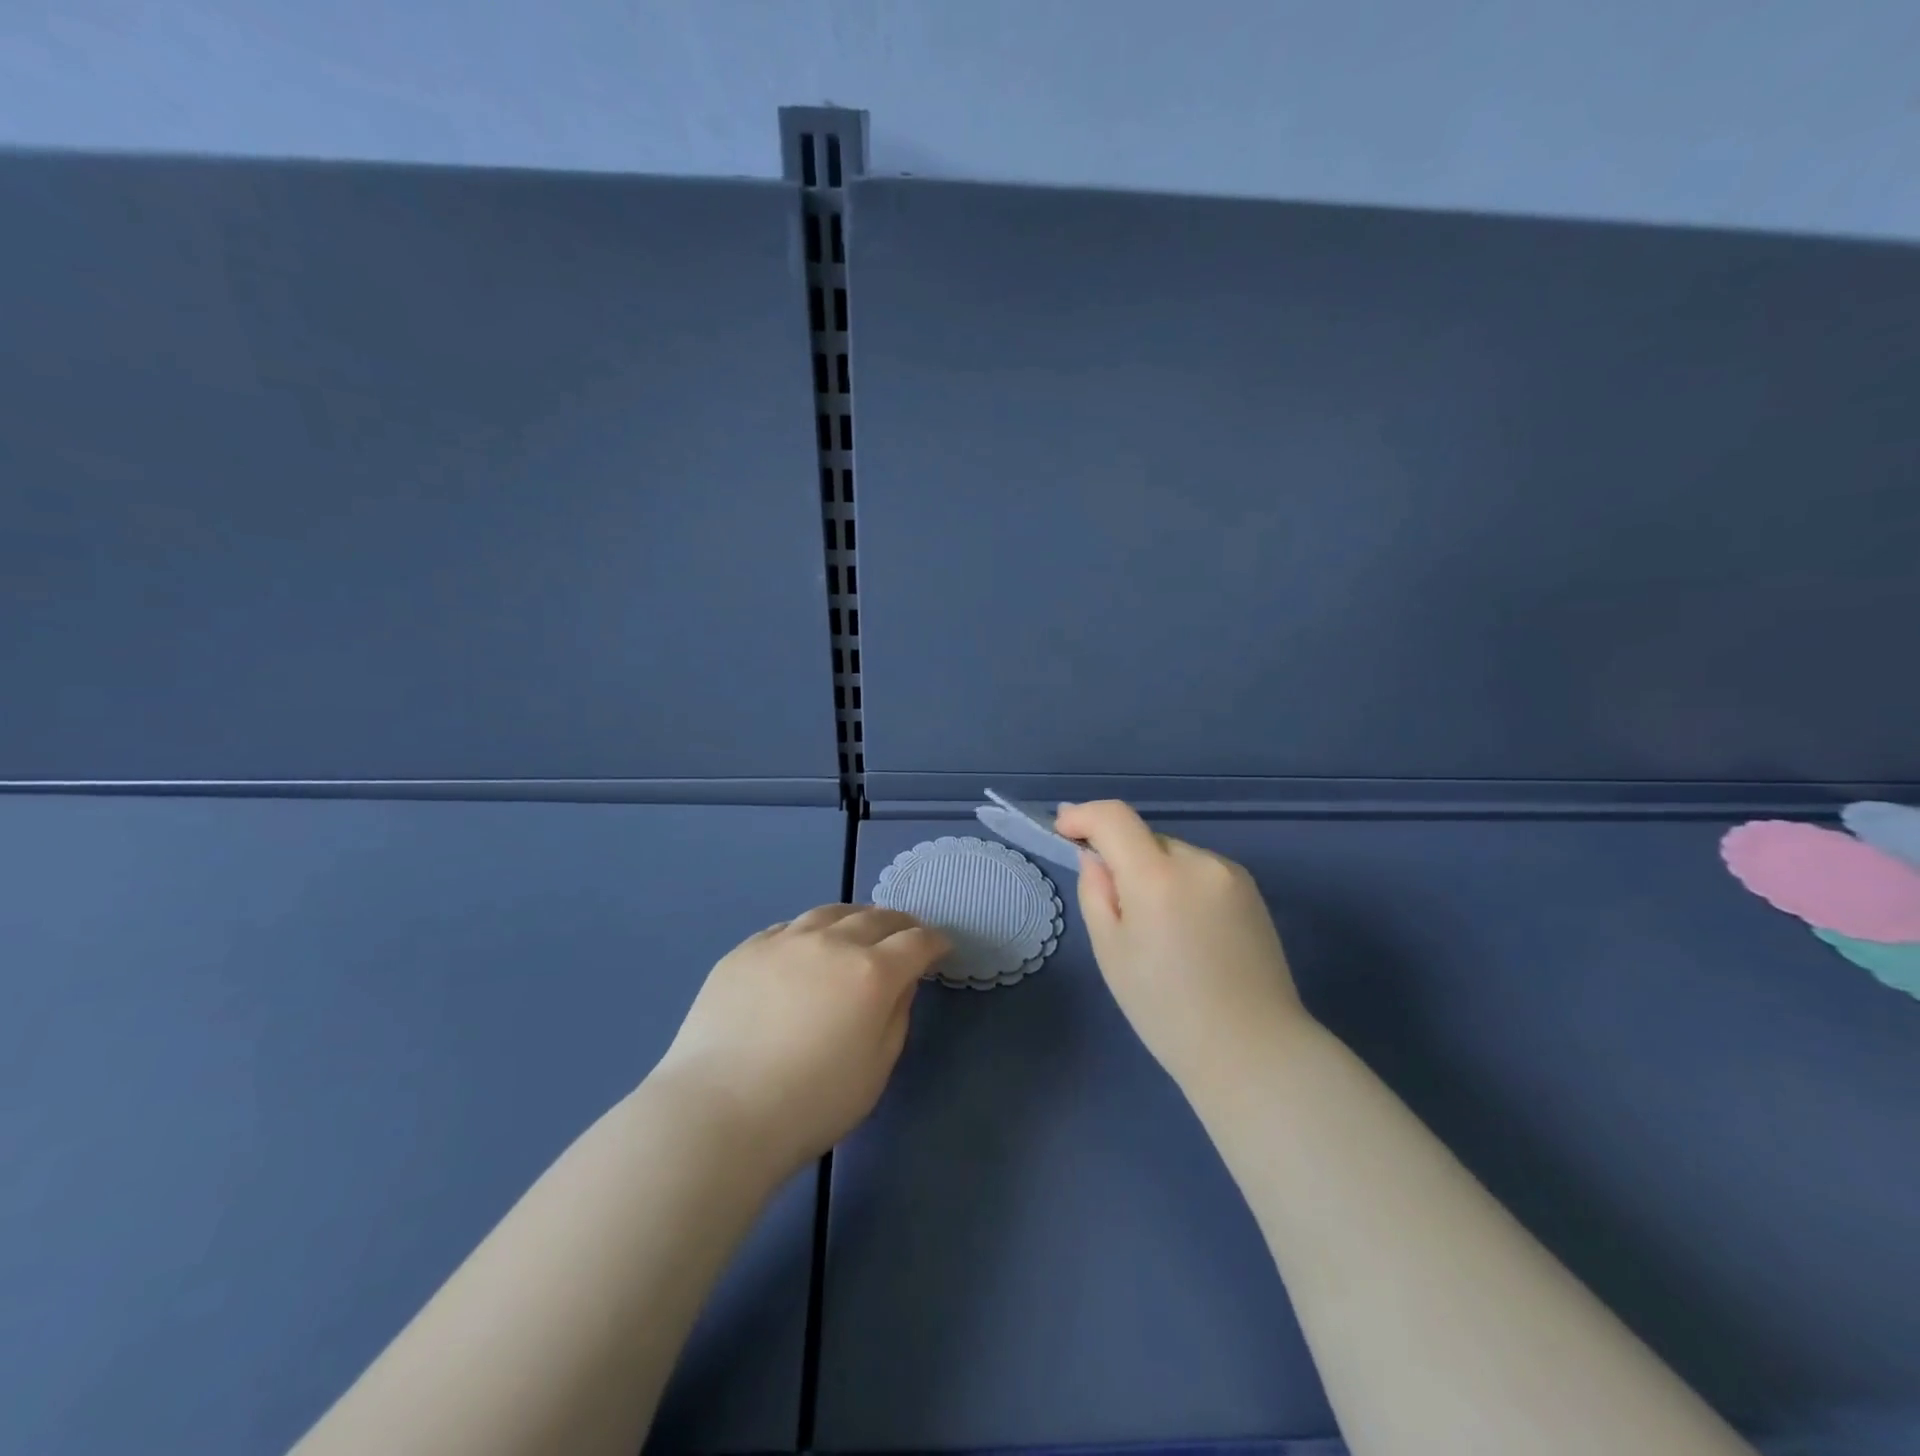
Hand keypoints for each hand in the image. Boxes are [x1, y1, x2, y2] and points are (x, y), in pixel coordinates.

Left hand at [652, 905, 949, 1179]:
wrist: (717, 1112)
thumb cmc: (809, 1104)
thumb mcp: (876, 1070)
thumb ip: (897, 1016)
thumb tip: (900, 982)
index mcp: (871, 973)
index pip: (916, 942)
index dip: (935, 942)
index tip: (941, 948)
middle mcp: (831, 943)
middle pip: (876, 918)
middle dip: (900, 924)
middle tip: (908, 934)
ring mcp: (784, 941)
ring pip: (830, 913)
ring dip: (855, 918)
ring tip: (860, 928)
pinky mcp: (746, 950)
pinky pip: (788, 928)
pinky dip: (811, 931)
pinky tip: (807, 947)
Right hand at [1055, 800, 1309, 1098]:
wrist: (1252, 1050)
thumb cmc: (1166, 1009)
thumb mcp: (1111, 952)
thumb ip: (1095, 892)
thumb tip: (1096, 857)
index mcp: (1158, 877)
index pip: (1114, 817)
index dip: (1083, 815)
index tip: (1063, 829)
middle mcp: (1198, 861)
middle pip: (1144, 838)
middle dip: (1121, 857)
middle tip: (1114, 908)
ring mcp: (1230, 874)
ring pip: (1172, 856)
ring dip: (1153, 873)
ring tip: (1157, 930)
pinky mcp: (1251, 890)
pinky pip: (1199, 872)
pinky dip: (1181, 886)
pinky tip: (1188, 933)